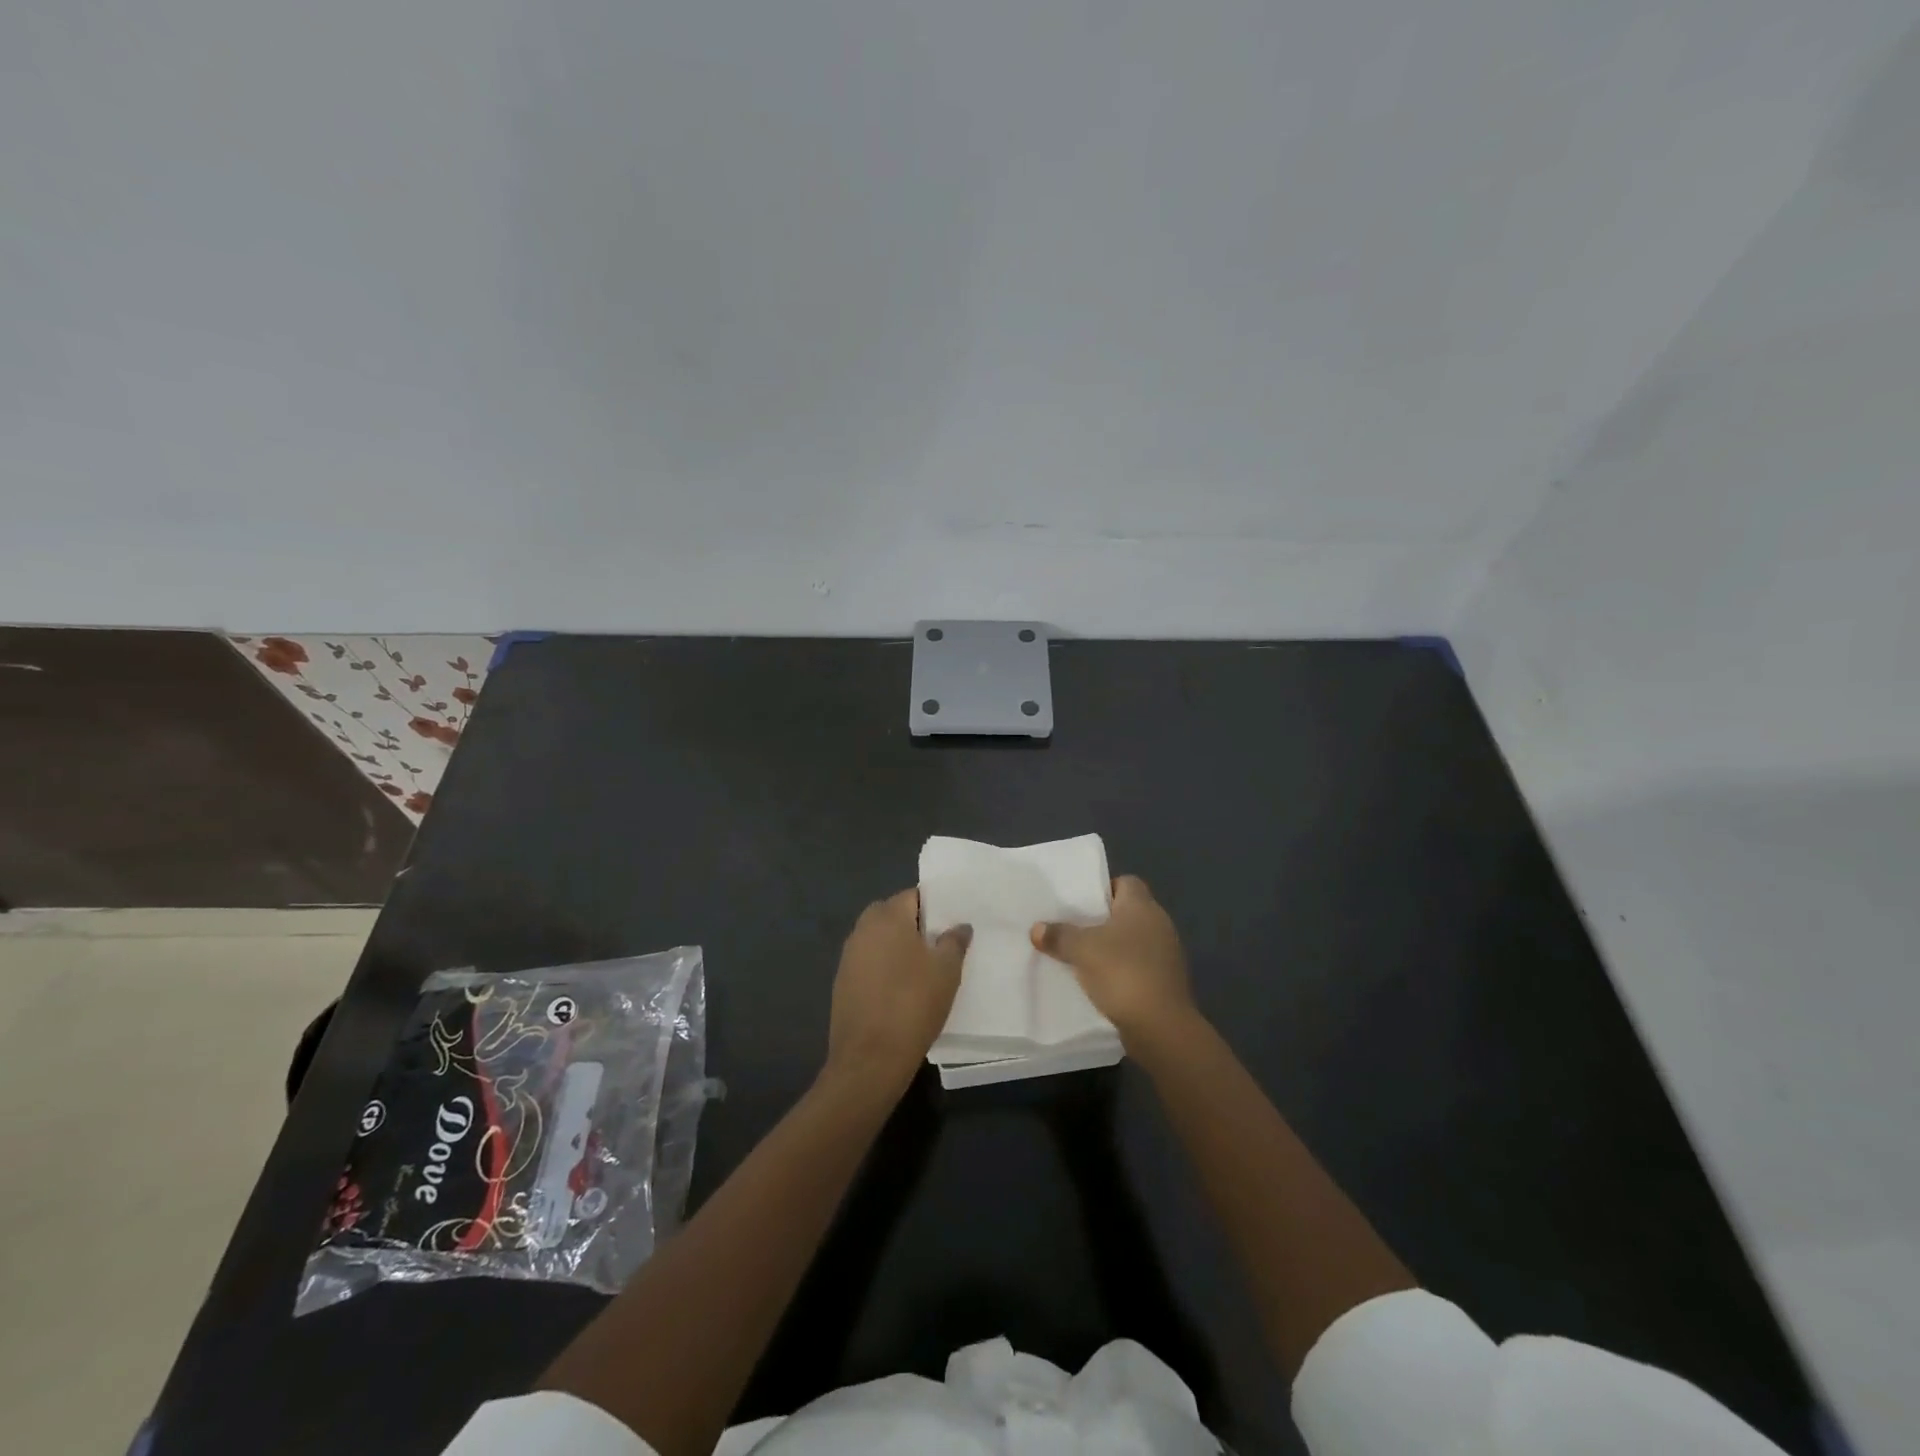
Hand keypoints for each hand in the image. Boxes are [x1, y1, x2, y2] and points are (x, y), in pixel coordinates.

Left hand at [825, 889, 968, 1092]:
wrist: (870, 1058)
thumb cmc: (913, 1004)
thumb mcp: (947, 971)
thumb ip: (954, 941)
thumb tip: (959, 925)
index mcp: (887, 917)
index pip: (913, 896)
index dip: (934, 906)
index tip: (951, 923)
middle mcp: (863, 929)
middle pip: (893, 915)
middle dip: (915, 925)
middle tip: (940, 945)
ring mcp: (848, 956)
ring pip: (879, 939)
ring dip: (898, 947)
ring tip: (925, 969)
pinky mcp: (842, 982)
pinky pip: (869, 963)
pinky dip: (885, 968)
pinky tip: (902, 990)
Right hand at [1032, 875, 1194, 1052]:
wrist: (1161, 1028)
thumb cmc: (1123, 973)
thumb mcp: (1081, 950)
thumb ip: (1058, 935)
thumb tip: (1037, 928)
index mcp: (1142, 906)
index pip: (1125, 882)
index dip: (1102, 888)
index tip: (1080, 903)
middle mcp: (1159, 924)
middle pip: (1126, 913)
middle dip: (1100, 921)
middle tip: (1071, 928)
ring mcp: (1166, 955)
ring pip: (1131, 942)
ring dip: (1110, 949)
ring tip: (1079, 957)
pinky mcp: (1165, 982)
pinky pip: (1137, 967)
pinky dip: (1120, 971)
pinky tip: (1098, 983)